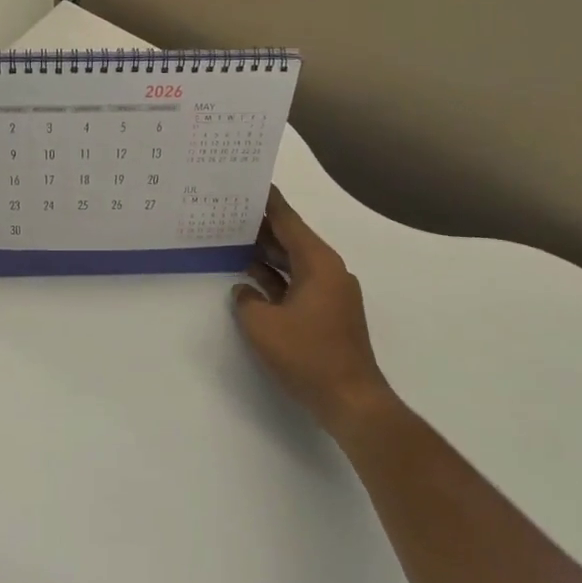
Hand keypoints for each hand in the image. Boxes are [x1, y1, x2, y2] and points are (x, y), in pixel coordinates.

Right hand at [232, 187, 401, 442]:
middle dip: (262, 226)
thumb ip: (246, 300)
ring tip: (233, 237)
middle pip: (291, 239)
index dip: (268, 201)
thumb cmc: (307, 355)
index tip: (250, 182)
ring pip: (293, 263)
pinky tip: (250, 278)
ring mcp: (330, 293)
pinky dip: (275, 278)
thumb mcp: (262, 325)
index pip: (288, 221)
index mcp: (318, 263)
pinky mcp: (327, 314)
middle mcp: (328, 271)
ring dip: (267, 253)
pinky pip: (296, 284)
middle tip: (230, 209)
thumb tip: (245, 292)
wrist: (351, 400)